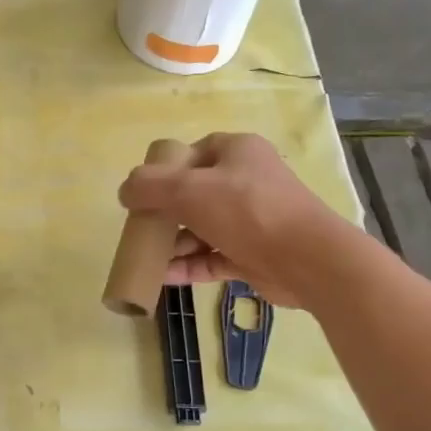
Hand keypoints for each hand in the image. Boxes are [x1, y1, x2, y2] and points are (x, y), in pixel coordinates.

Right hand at [116, 132, 347, 307]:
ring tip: (148, 258)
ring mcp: (251, 220)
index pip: (193, 153)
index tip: (143, 192)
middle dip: (164, 213)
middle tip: (141, 229)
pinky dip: (189, 266)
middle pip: (194, 194)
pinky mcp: (253, 254)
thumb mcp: (188, 189)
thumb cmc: (247, 210)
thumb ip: (149, 186)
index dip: (165, 170)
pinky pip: (212, 257)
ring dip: (174, 244)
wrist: (306, 259)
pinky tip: (162, 278)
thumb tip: (124, 191)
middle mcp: (245, 182)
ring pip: (202, 229)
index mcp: (236, 152)